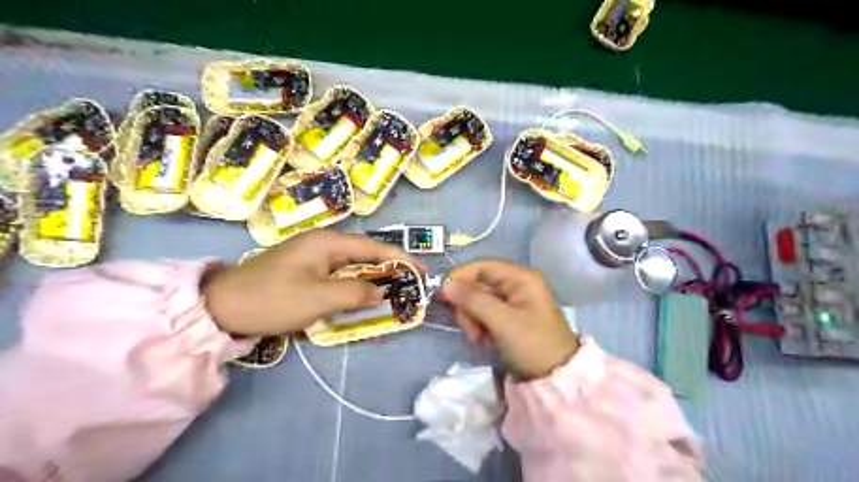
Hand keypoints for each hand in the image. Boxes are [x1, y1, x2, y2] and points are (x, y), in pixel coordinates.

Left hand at [200, 227, 416, 334]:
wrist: (222, 307)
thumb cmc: (273, 299)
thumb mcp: (319, 299)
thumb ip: (356, 294)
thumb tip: (381, 292)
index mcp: (328, 242)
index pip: (374, 247)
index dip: (400, 258)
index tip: (421, 271)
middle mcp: (322, 243)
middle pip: (364, 254)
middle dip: (388, 269)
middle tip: (408, 286)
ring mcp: (311, 256)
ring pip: (351, 266)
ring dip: (370, 279)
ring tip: (390, 293)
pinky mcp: (304, 269)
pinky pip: (337, 275)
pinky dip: (352, 286)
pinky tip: (359, 297)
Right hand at [439, 258, 580, 378]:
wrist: (555, 379)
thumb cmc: (532, 344)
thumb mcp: (502, 321)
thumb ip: (473, 300)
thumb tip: (446, 285)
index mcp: (521, 278)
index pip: (482, 266)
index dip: (461, 277)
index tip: (444, 296)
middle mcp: (517, 284)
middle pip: (479, 284)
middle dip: (468, 306)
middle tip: (469, 329)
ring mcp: (514, 301)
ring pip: (479, 300)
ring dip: (473, 318)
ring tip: (478, 339)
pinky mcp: (510, 317)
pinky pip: (486, 314)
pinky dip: (480, 326)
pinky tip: (484, 341)